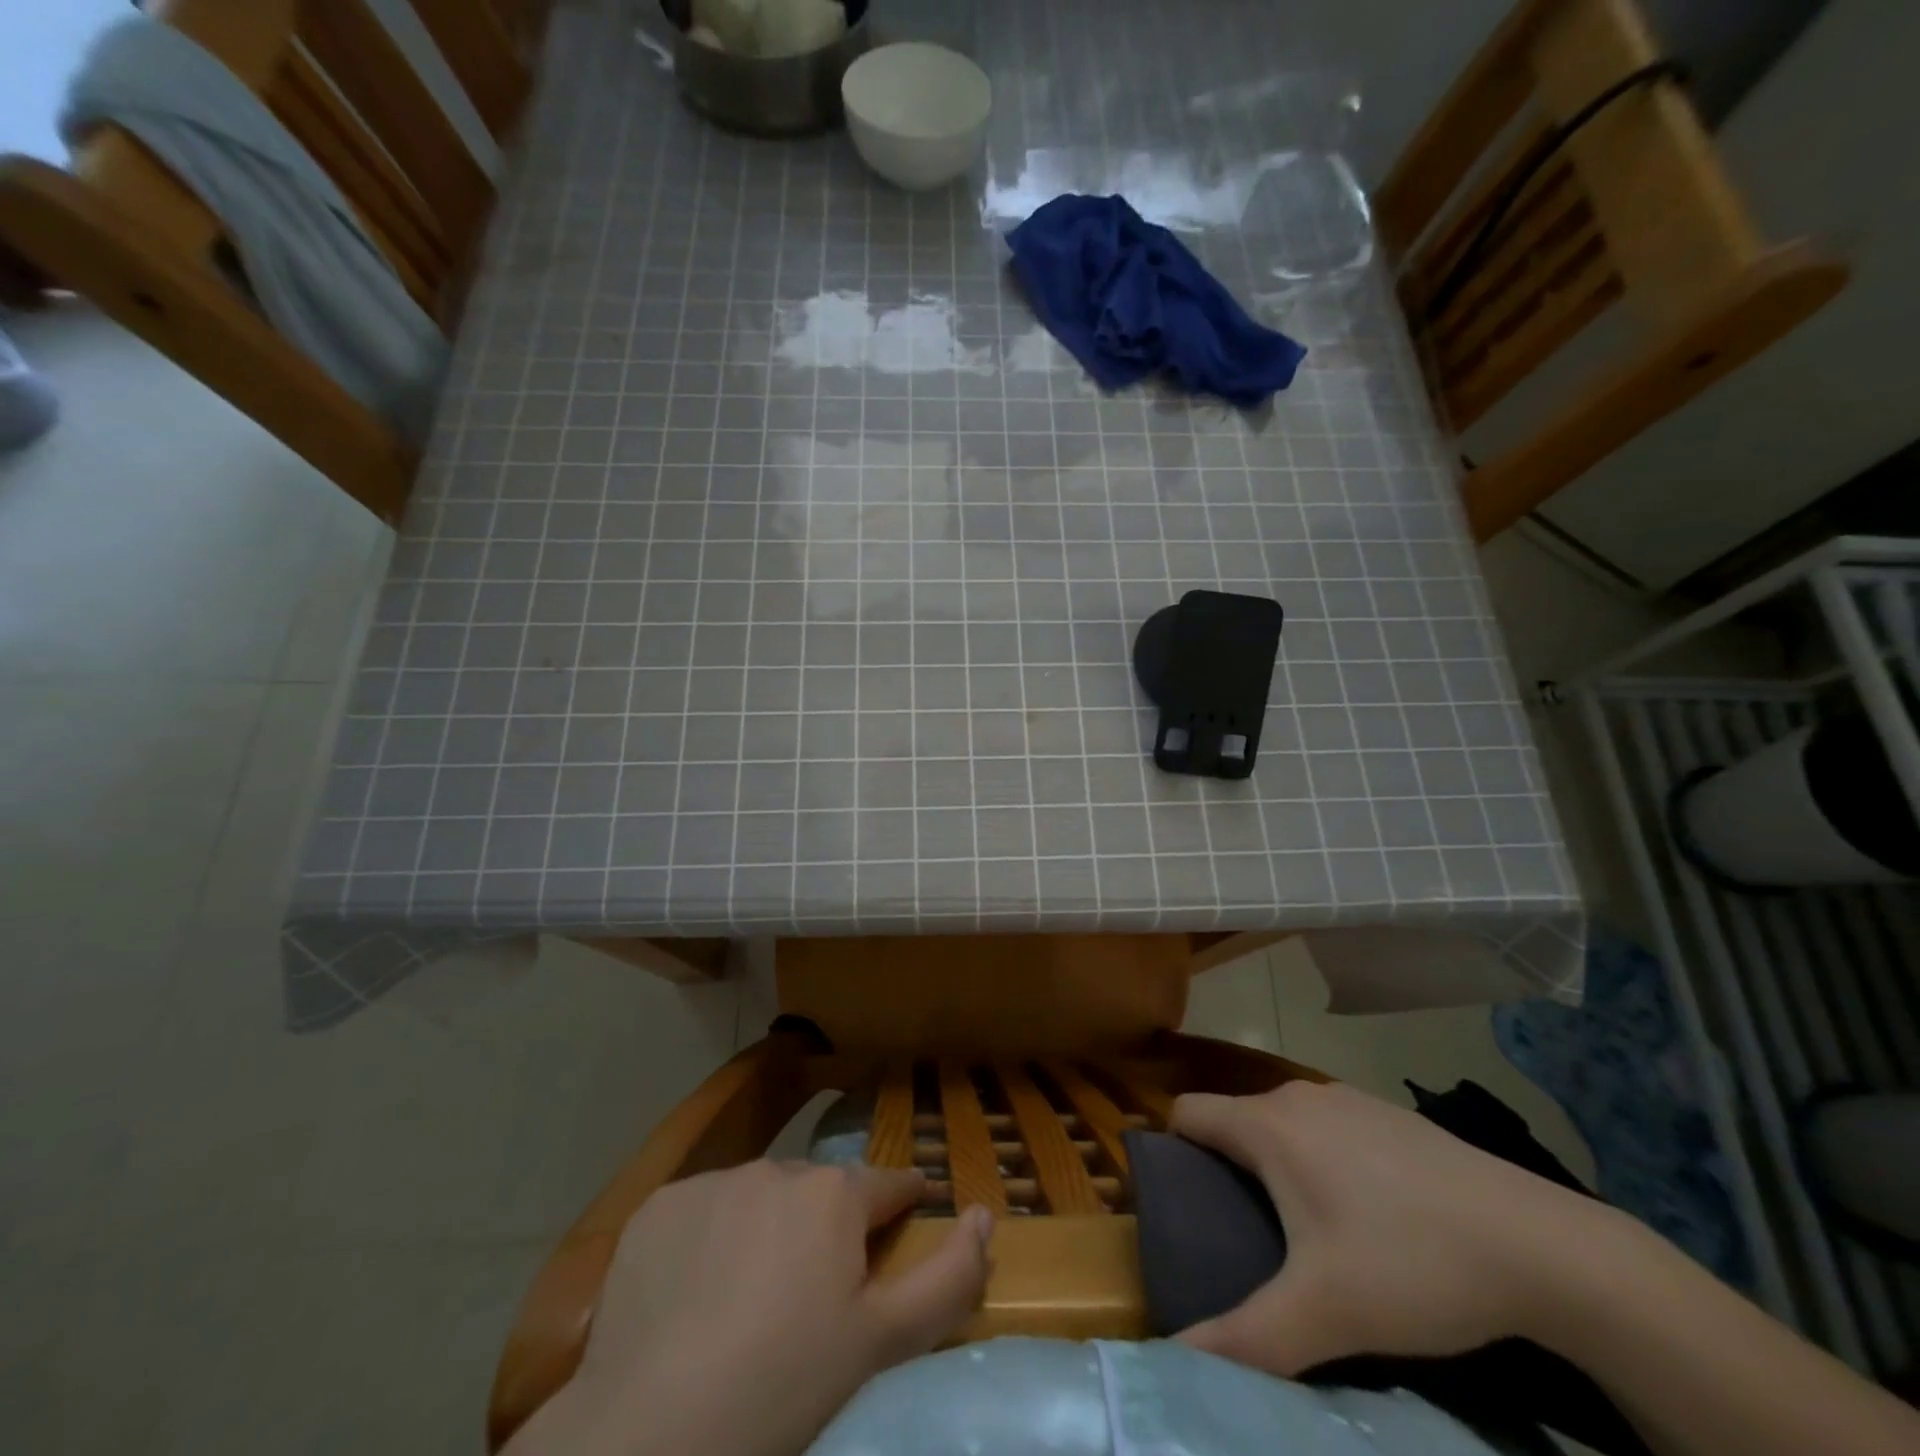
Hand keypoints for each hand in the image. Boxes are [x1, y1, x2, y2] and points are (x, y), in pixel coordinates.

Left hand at [517, 1161, 993, 1455]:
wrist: (649, 1433)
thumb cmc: (783, 1386)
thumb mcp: (880, 1343)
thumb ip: (948, 1277)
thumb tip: (985, 1214)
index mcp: (834, 1193)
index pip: (887, 1185)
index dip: (903, 1202)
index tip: (907, 1215)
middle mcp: (778, 1167)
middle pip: (819, 1192)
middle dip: (828, 1226)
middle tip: (816, 1291)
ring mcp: (713, 1181)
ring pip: (759, 1197)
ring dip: (767, 1229)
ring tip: (751, 1297)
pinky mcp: (660, 1205)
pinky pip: (702, 1211)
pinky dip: (709, 1240)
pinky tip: (695, 1293)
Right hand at [1170, 1080, 1627, 1376]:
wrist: (1538, 1243)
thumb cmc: (1411, 1263)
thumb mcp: (1324, 1314)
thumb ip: (1245, 1339)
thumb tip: (1174, 1361)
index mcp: (1268, 1126)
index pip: (1187, 1113)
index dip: (1171, 1151)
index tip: (1181, 1202)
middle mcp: (1297, 1097)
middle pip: (1234, 1120)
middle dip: (1225, 1167)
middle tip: (1241, 1235)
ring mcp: (1346, 1098)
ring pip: (1282, 1123)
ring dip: (1276, 1163)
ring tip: (1303, 1230)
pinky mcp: (1388, 1112)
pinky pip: (1327, 1126)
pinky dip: (1322, 1157)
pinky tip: (1366, 1212)